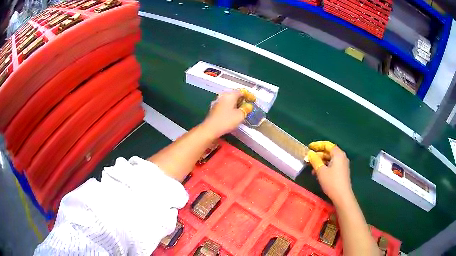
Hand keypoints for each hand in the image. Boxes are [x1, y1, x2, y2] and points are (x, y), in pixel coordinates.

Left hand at [202, 91, 248, 138]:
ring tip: (242, 109)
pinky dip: (231, 107)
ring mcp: (218, 101)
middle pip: (235, 94)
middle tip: (248, 105)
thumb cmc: (226, 121)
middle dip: (242, 99)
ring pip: (230, 99)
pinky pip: (226, 104)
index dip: (249, 95)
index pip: (242, 91)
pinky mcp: (215, 108)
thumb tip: (249, 106)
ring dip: (237, 103)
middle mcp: (223, 96)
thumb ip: (246, 109)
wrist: (211, 128)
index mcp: (230, 95)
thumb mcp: (240, 115)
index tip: (253, 100)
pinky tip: (234, 113)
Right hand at [307, 141, 352, 203]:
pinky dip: (325, 167)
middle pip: (329, 152)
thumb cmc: (331, 182)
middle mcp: (342, 157)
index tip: (309, 147)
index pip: (327, 145)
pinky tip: (318, 174)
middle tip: (308, 159)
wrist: (342, 196)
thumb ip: (315, 160)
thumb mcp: (320, 171)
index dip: (317, 145)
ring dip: (320, 162)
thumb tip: (310, 153)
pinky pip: (332, 165)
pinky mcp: (342, 172)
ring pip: (330, 160)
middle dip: (318, 155)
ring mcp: (343, 165)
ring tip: (312, 169)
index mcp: (338, 154)